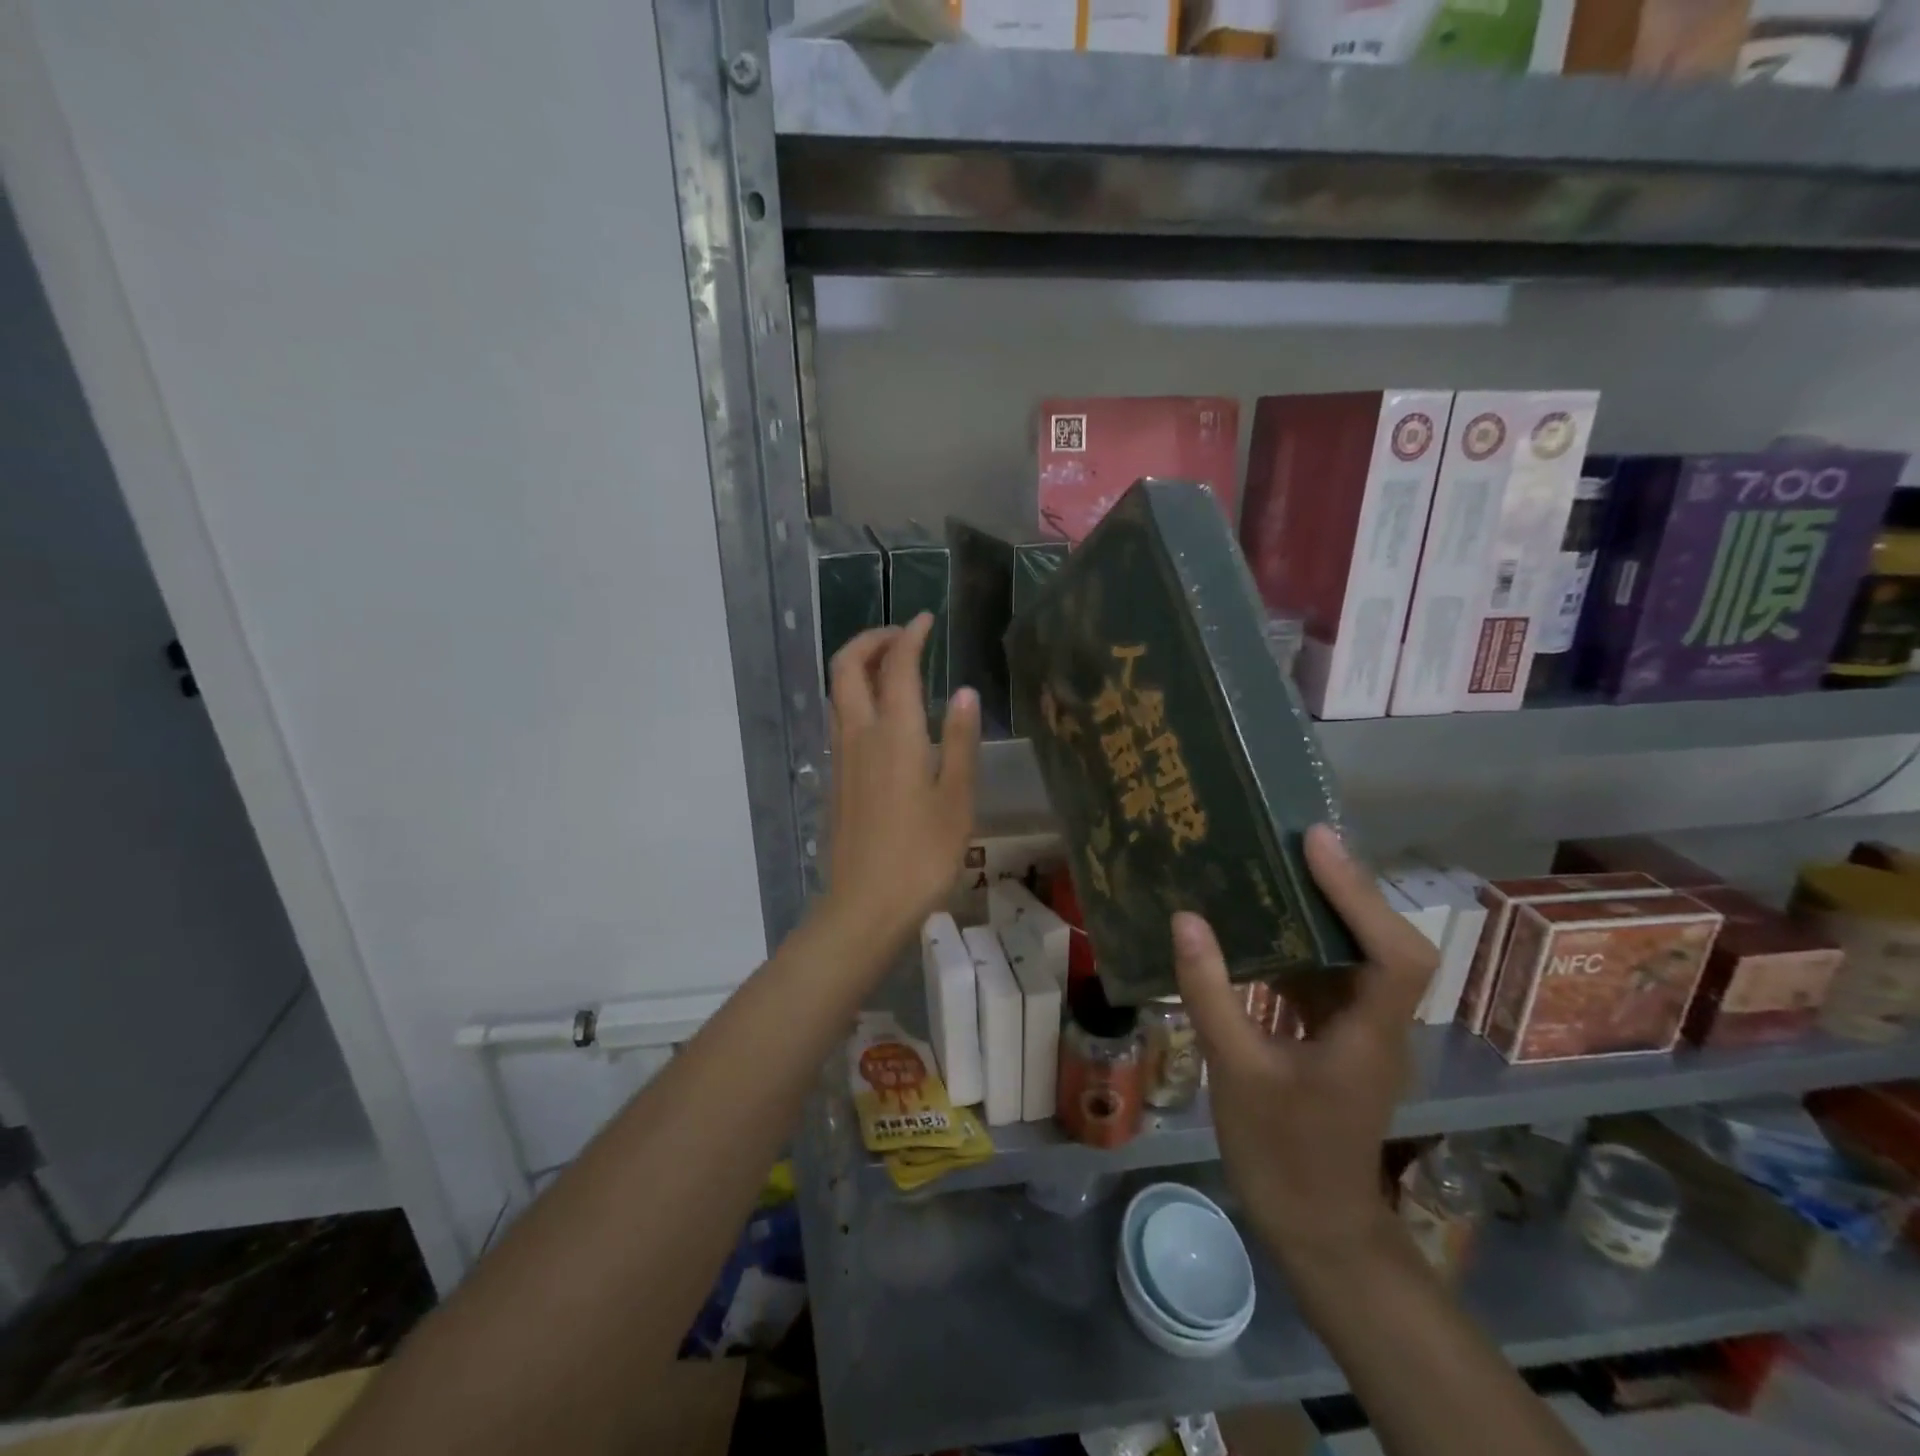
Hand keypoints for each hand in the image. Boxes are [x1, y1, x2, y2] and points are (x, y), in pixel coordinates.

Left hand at [819, 615, 979, 959]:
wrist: (865, 905)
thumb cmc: (922, 855)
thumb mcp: (957, 799)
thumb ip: (959, 741)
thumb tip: (964, 692)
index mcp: (895, 734)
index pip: (896, 665)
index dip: (909, 635)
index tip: (925, 620)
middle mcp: (859, 734)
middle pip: (847, 666)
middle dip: (870, 640)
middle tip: (902, 636)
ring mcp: (841, 756)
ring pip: (837, 692)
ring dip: (858, 665)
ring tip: (891, 666)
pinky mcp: (835, 778)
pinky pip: (838, 718)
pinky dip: (854, 695)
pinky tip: (881, 716)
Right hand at [1173, 825, 1435, 1270]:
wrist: (1315, 1224)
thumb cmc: (1282, 1152)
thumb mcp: (1236, 1070)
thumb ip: (1211, 993)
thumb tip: (1186, 919)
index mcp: (1369, 1033)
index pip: (1395, 952)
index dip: (1359, 892)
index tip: (1316, 843)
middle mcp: (1378, 1023)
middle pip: (1383, 941)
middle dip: (1343, 887)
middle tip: (1292, 840)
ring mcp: (1360, 1030)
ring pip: (1355, 955)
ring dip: (1323, 909)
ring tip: (1275, 865)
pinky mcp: (1338, 1037)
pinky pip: (1326, 975)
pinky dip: (1300, 943)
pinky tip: (1259, 926)